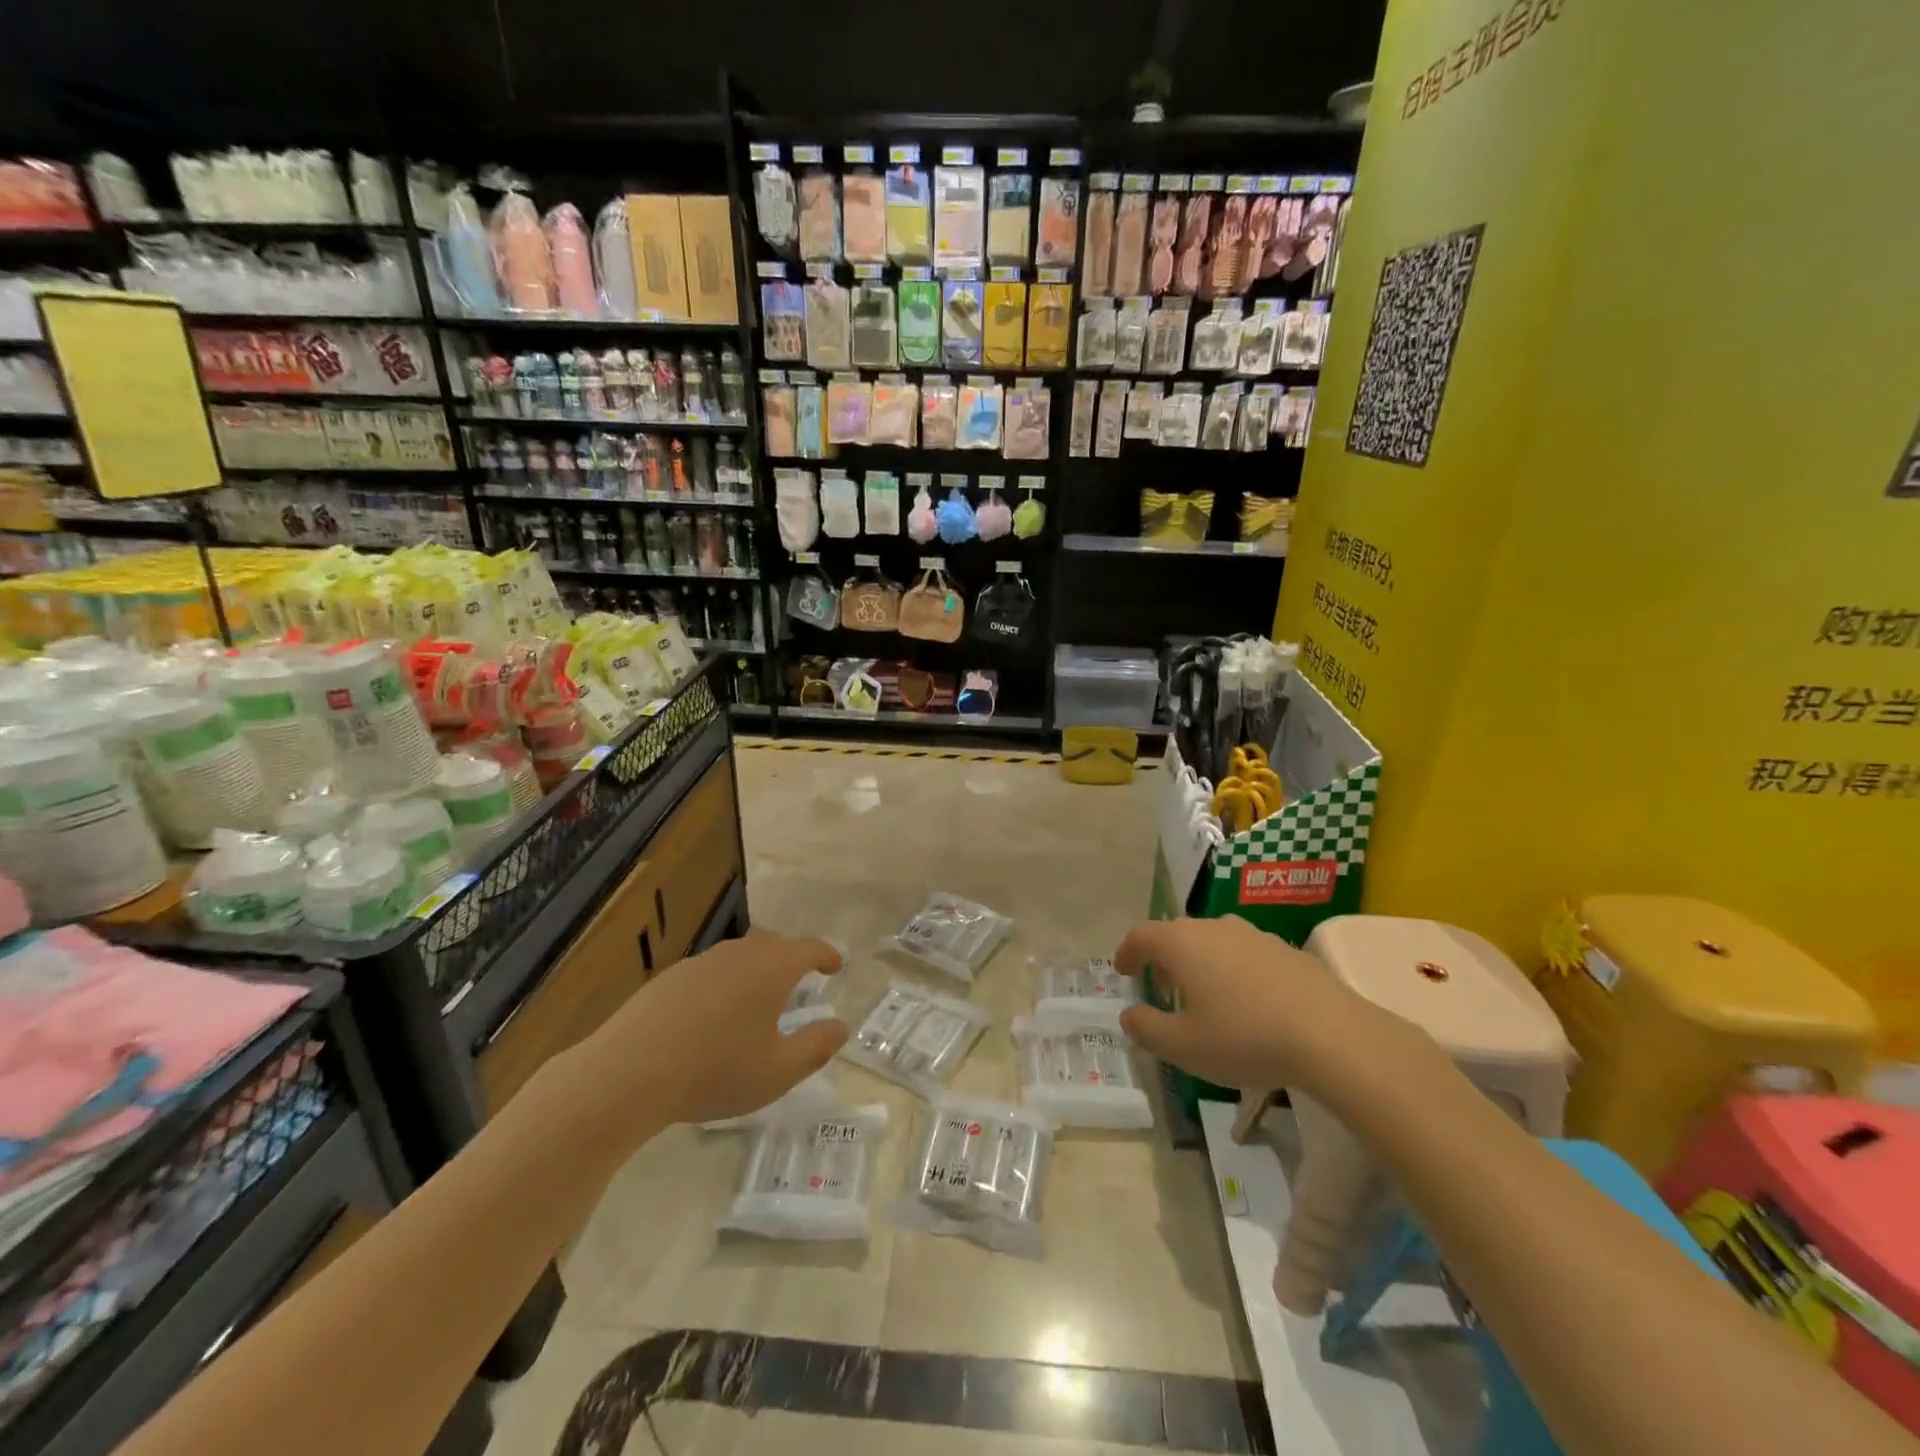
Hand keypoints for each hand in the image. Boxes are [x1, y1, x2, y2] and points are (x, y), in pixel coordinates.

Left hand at [583, 931, 848, 1125]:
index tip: (836, 966)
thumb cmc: (715, 1070)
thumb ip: (815, 1047)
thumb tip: (840, 1027)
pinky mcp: (668, 979)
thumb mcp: (777, 1071)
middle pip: (773, 945)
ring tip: (757, 1000)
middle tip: (799, 982)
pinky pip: (709, 972)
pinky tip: (712, 1016)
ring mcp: (700, 963)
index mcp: (772, 969)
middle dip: (791, 959)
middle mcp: (738, 954)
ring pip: (739, 956)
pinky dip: (723, 984)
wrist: (628, 1072)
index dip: (826, 955)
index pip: (809, 948)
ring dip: (755, 971)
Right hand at [1114, 916, 1426, 1100]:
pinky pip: (1245, 953)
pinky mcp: (1286, 950)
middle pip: (1177, 934)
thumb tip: (1129, 1014)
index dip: (1126, 952)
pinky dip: (1233, 970)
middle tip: (1162, 987)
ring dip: (1200, 962)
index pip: (1140, 935)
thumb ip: (1146, 1029)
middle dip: (1163, 958)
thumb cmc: (1244, 1037)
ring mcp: (1253, 935)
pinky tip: (1248, 1002)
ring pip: (1213, 941)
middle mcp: (1213, 928)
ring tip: (1205, 995)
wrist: (1332, 1036)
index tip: (1123, 971)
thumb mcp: (1183, 1047)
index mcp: (1181, 943)